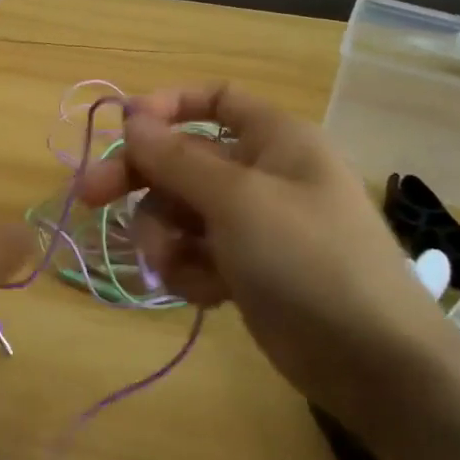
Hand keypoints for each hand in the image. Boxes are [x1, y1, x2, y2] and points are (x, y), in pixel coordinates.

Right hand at [76, 86, 459, 415]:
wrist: (370, 359)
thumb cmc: (307, 259)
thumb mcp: (237, 200)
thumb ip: (178, 159)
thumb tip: (132, 118)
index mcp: (274, 139)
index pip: (214, 100)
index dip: (167, 107)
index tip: (123, 130)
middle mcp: (262, 174)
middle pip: (183, 160)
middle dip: (140, 180)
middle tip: (89, 198)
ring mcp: (253, 225)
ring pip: (181, 212)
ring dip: (165, 237)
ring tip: (174, 266)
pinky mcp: (245, 269)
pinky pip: (196, 254)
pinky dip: (189, 271)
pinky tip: (205, 294)